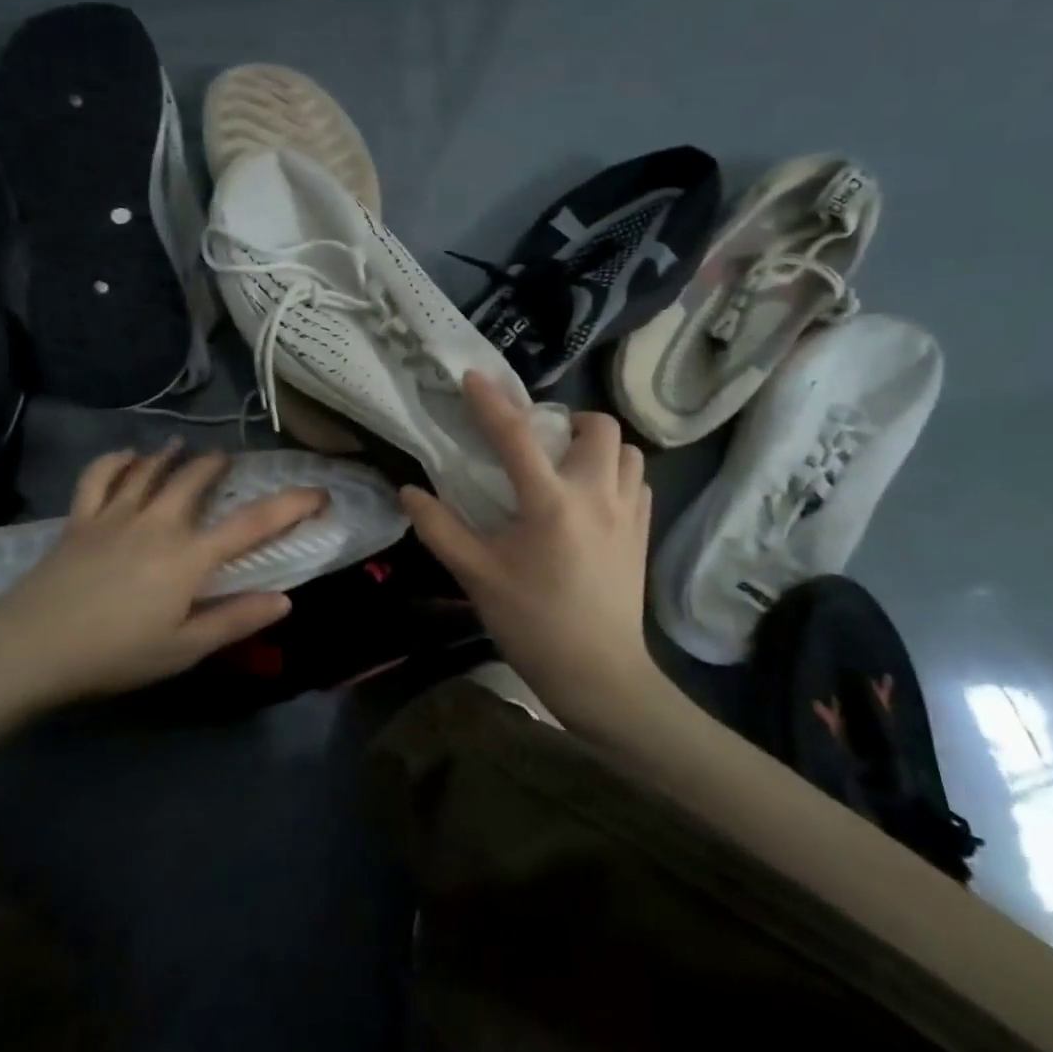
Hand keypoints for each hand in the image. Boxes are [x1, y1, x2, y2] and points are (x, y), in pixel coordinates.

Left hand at [0, 443, 325, 707]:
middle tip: (229, 462)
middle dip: (218, 466)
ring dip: (172, 455)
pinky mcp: (80, 520)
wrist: (29, 648)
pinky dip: (117, 461)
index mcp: (189, 557)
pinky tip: (128, 457)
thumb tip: (285, 600)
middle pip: (195, 480)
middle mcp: (158, 523)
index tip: (319, 491)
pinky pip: (100, 477)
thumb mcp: (183, 650)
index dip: (291, 504)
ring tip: (184, 447)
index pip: (252, 523)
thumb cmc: (114, 654)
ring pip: (150, 470)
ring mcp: (115, 516)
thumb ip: (235, 620)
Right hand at [400, 373, 653, 723]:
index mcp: (551, 502)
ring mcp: (629, 512)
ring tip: (569, 465)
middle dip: (568, 419)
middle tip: (540, 440)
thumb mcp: (476, 576)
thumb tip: (408, 491)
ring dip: (598, 446)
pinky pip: (638, 480)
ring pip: (627, 450)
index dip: (491, 401)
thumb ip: (440, 528)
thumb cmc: (533, 623)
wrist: (599, 674)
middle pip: (598, 425)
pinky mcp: (644, 532)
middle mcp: (598, 494)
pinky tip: (593, 498)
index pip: (517, 435)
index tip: (473, 377)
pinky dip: (616, 474)